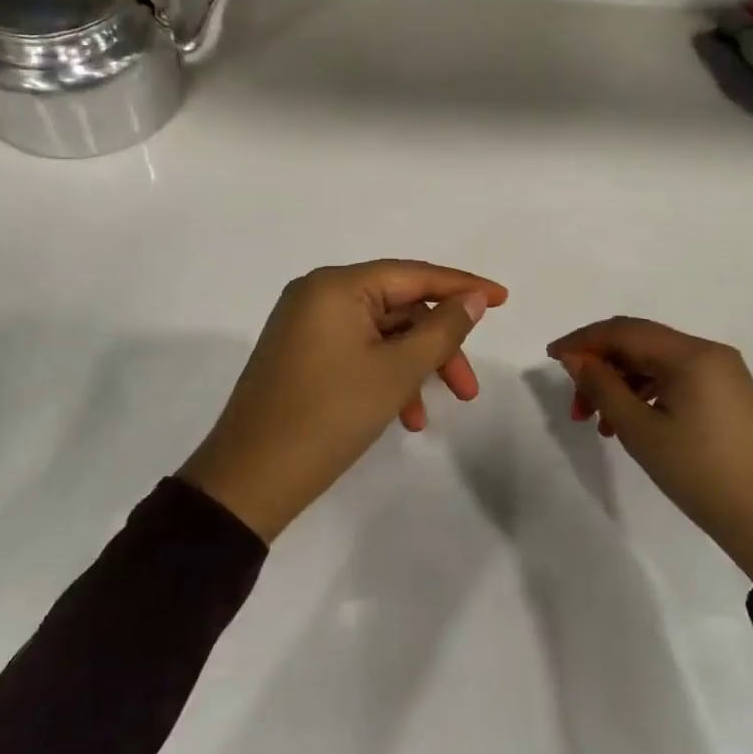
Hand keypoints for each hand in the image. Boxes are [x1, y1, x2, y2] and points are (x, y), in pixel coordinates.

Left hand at [182, 260, 507, 540]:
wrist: (250, 478)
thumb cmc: (329, 416)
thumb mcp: (396, 372)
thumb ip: (442, 329)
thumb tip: (472, 299)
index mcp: (336, 285)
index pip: (412, 274)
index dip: (461, 286)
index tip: (502, 299)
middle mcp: (317, 294)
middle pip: (397, 307)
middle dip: (436, 346)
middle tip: (467, 388)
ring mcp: (304, 325)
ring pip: (378, 335)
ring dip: (411, 368)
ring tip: (428, 414)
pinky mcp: (299, 355)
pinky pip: (355, 352)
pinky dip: (383, 377)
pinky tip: (401, 416)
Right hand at [547, 317, 752, 581]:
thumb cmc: (701, 472)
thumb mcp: (640, 430)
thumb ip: (602, 386)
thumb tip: (575, 358)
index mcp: (691, 354)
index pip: (624, 330)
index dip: (583, 340)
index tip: (551, 359)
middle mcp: (709, 353)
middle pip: (639, 343)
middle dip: (600, 367)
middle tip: (575, 406)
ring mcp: (723, 374)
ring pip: (656, 363)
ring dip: (620, 384)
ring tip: (600, 424)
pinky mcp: (728, 396)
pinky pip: (676, 380)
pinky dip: (646, 394)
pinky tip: (630, 424)